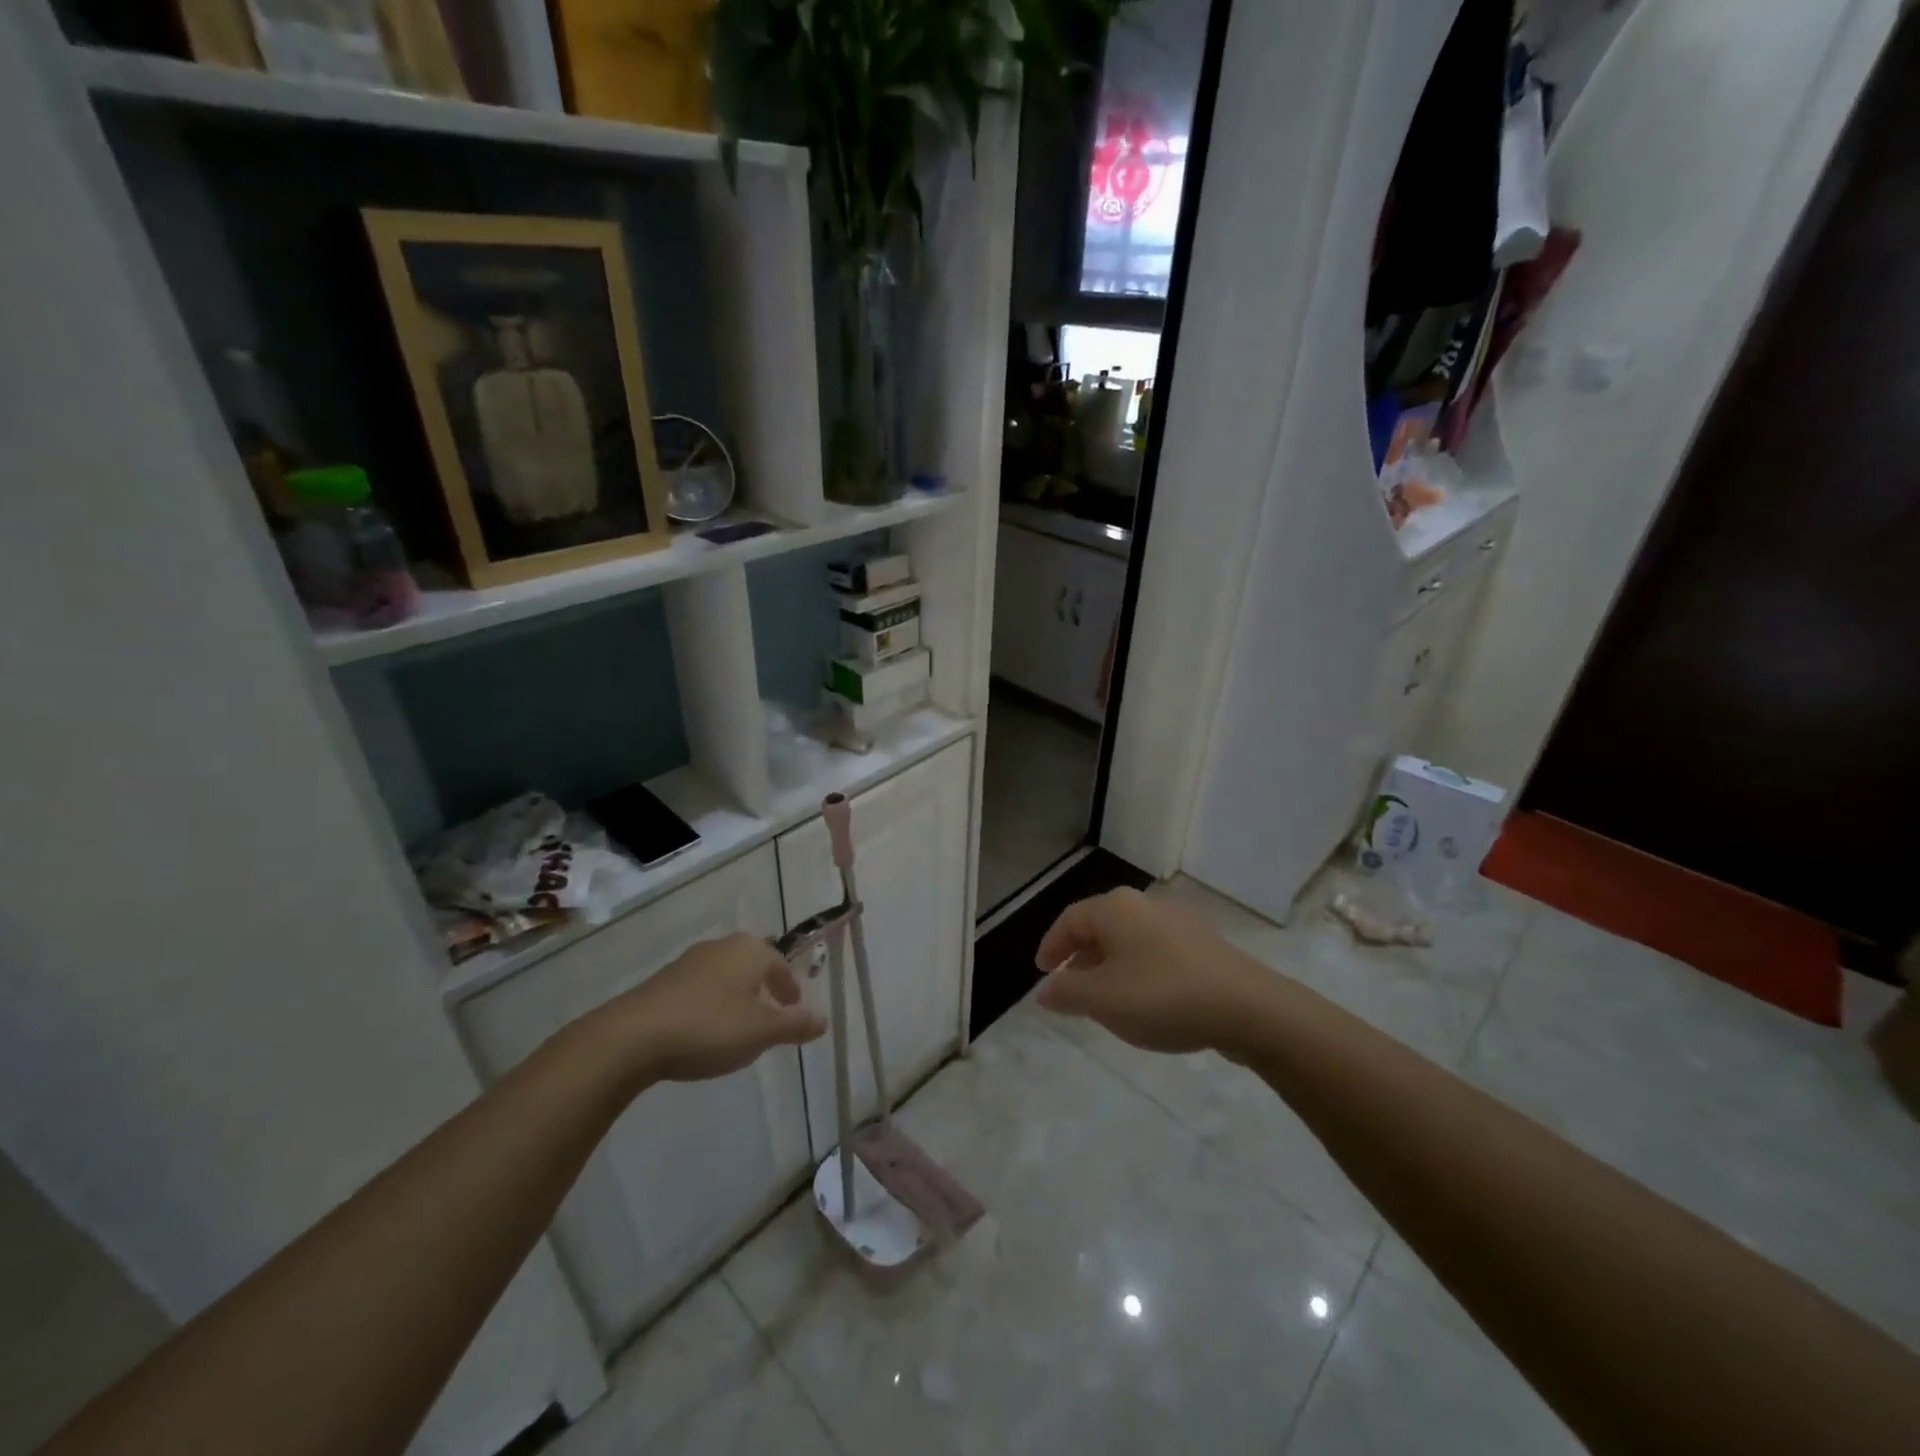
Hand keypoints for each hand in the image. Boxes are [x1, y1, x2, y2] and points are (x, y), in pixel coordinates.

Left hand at [600, 933, 826, 1083]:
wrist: (632, 1037)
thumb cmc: (709, 1027)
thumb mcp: (761, 1032)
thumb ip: (795, 1024)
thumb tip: (823, 1019)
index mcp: (749, 950)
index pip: (780, 964)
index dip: (790, 988)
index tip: (794, 1010)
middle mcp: (721, 947)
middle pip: (752, 965)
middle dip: (763, 988)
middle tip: (770, 1017)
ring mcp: (688, 962)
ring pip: (724, 977)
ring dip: (735, 997)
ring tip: (738, 1028)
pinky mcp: (662, 982)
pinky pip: (699, 990)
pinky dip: (710, 1006)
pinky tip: (704, 1032)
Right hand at [1034, 888, 1279, 1056]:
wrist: (1247, 1008)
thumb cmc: (1162, 996)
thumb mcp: (1103, 1000)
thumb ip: (1067, 992)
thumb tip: (1044, 988)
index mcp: (1115, 909)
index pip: (1070, 919)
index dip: (1051, 945)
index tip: (1042, 972)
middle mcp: (1144, 905)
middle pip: (1100, 926)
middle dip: (1080, 957)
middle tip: (1069, 988)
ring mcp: (1177, 922)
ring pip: (1128, 940)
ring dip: (1108, 966)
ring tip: (1105, 1000)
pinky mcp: (1202, 944)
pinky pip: (1154, 951)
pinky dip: (1137, 970)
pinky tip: (1144, 1001)